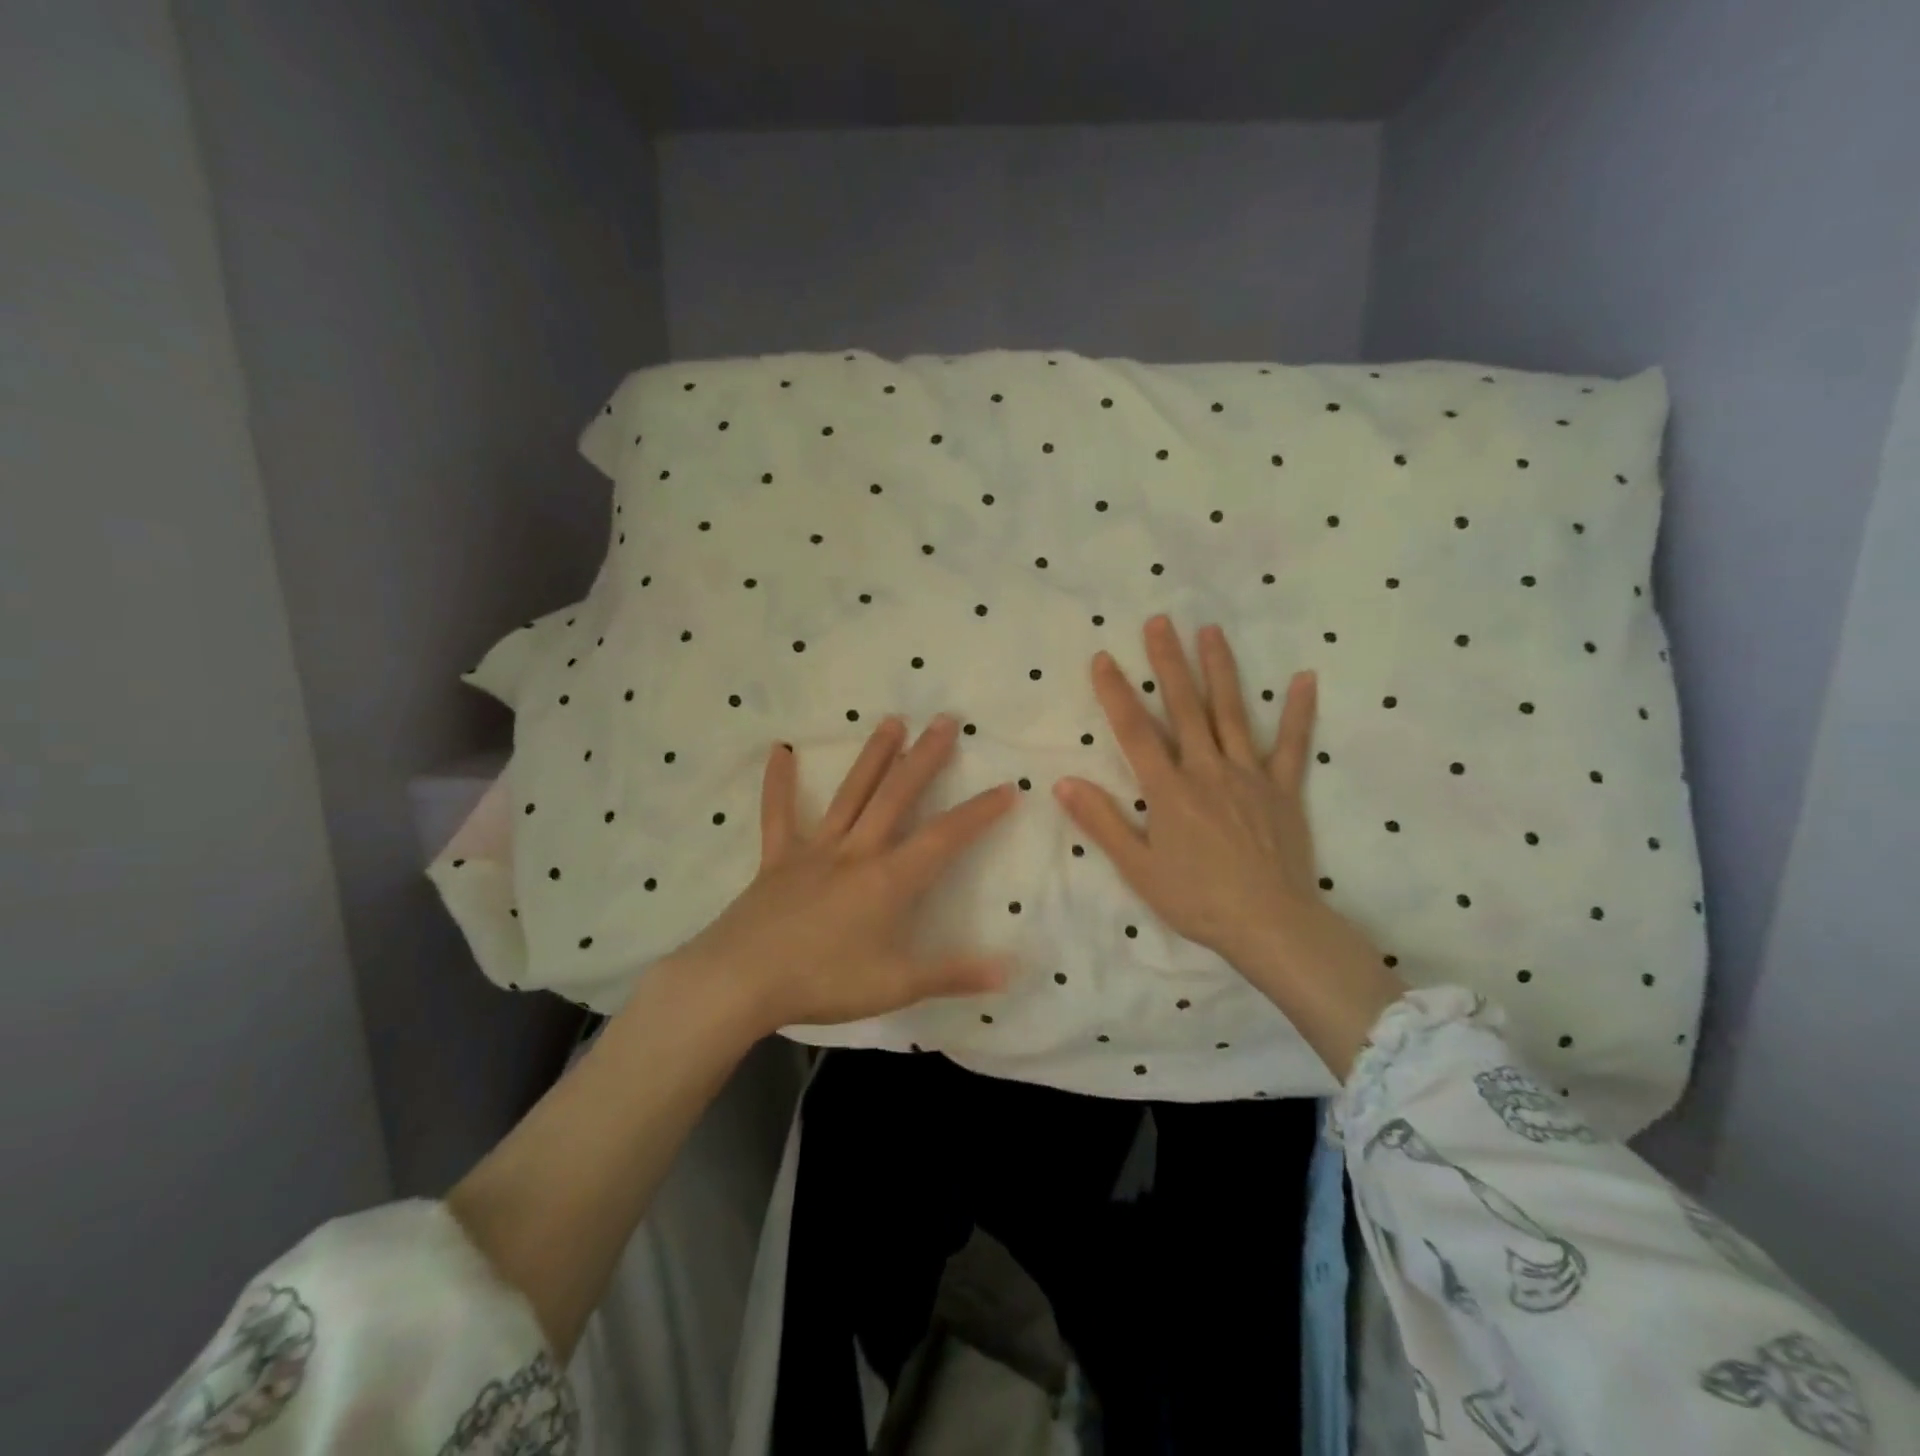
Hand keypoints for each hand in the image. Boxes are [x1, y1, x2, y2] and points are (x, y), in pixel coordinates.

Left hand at [674, 714, 1015, 1033]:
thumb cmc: (822, 983)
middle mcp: (856, 851)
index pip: (945, 837)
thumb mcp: (895, 987)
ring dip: (873, 756)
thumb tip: (1011, 970)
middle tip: (945, 720)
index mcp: (888, 880)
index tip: (1008, 787)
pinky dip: (778, 784)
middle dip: (925, 758)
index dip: (979, 812)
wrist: (739, 982)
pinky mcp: (778, 858)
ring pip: (850, 794)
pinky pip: (778, 815)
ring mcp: (814, 850)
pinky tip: (779, 751)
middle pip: (896, 796)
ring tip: (892, 721)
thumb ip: (954, 975)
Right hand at [1053, 617, 1402, 1076]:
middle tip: (1161, 622)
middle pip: (1185, 708)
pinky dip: (1298, 712)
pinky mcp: (1284, 790)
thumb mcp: (1138, 867)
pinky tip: (1304, 679)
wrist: (1269, 925)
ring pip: (1232, 714)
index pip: (1136, 731)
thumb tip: (1064, 782)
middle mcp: (1208, 771)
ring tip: (1211, 632)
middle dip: (1169, 663)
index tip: (1104, 658)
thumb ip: (1102, 821)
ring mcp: (1250, 776)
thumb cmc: (1196, 899)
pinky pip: (1292, 746)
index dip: (1116, 693)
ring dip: (1220, 670)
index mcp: (1169, 790)